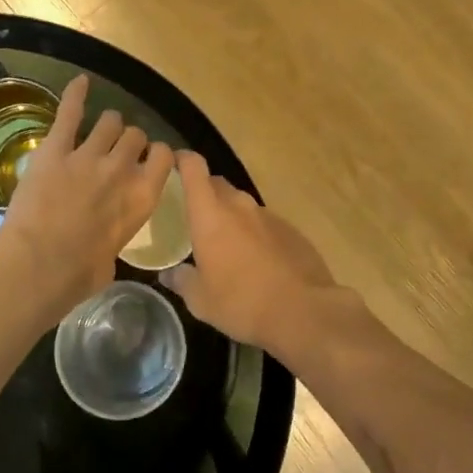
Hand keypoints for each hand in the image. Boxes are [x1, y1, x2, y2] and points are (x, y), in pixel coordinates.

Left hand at [0, 75, 174, 316]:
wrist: (37, 269)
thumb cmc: (77, 278)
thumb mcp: (112, 259)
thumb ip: (117, 234)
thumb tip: (107, 238)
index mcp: (143, 198)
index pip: (165, 157)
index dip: (157, 155)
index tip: (149, 160)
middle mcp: (122, 170)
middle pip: (135, 136)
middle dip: (129, 141)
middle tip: (118, 151)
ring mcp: (88, 155)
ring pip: (109, 122)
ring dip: (107, 125)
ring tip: (100, 130)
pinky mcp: (55, 150)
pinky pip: (70, 113)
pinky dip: (75, 95)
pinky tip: (80, 82)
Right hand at [162, 152, 337, 351]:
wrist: (303, 312)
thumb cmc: (241, 302)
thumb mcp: (200, 301)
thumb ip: (181, 281)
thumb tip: (169, 274)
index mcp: (210, 215)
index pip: (194, 168)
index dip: (183, 160)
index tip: (173, 164)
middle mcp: (239, 206)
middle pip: (218, 185)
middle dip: (205, 192)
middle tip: (194, 215)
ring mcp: (268, 216)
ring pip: (242, 205)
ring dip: (231, 216)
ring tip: (226, 243)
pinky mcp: (291, 231)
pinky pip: (265, 224)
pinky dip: (255, 233)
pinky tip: (256, 260)